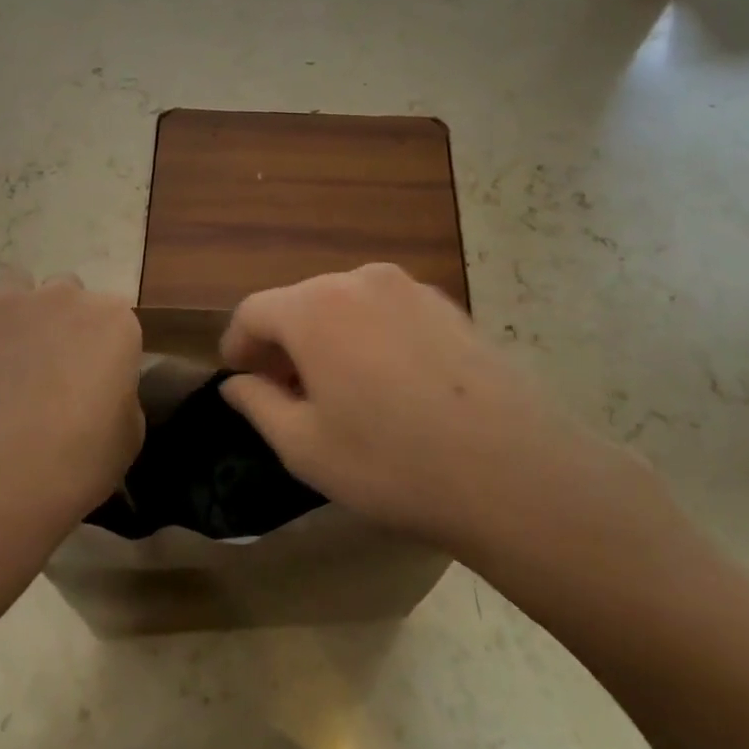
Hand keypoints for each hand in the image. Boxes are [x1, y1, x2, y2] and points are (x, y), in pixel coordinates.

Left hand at [0, 270, 143, 544]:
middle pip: (67, 293)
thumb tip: (103, 385)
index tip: (93, 375)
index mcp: (115, 321)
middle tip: (49, 367)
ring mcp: (10, 302)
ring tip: (4, 357)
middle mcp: (66, 297)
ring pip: (16, 288)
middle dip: (61, 320)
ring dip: (16, 313)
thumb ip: (121, 390)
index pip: (115, 316)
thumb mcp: (129, 433)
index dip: (103, 345)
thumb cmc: (78, 463)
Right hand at [219, 264, 667, 563]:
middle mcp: (360, 280)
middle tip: (286, 393)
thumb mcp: (304, 446)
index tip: (239, 378)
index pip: (254, 311)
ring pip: (347, 305)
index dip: (237, 344)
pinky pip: (389, 313)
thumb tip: (237, 383)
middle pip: (301, 302)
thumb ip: (258, 404)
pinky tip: (390, 385)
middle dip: (284, 343)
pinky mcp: (450, 306)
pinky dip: (371, 337)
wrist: (511, 468)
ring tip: (339, 390)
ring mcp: (411, 289)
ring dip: (329, 338)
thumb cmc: (390, 461)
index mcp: (314, 307)